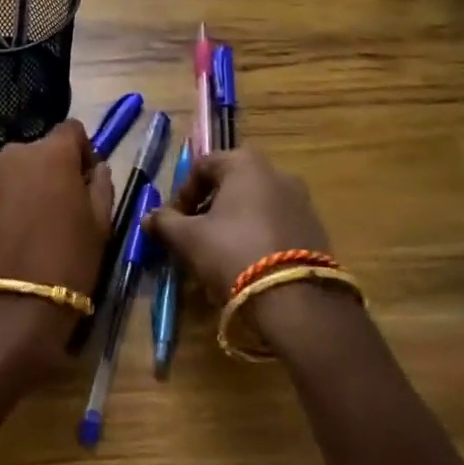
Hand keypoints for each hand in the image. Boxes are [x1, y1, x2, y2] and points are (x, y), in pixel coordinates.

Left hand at [0, 120, 113, 374]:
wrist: (16, 305)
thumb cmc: (70, 261)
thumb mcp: (101, 223)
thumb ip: (101, 184)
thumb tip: (95, 167)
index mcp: (52, 154)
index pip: (70, 130)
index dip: (80, 152)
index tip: (83, 180)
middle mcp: (14, 153)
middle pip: (37, 151)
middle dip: (48, 171)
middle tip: (55, 208)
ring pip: (9, 171)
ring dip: (20, 186)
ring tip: (26, 225)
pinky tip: (3, 236)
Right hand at [146, 149, 331, 301]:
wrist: (297, 301)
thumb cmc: (233, 253)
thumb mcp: (189, 239)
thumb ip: (165, 223)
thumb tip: (148, 218)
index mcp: (245, 164)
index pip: (202, 166)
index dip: (182, 193)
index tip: (173, 222)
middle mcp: (277, 173)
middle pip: (230, 184)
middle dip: (207, 208)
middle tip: (193, 236)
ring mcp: (301, 201)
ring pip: (254, 205)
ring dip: (232, 222)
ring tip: (218, 253)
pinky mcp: (315, 230)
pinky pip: (275, 224)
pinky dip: (257, 235)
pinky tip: (247, 263)